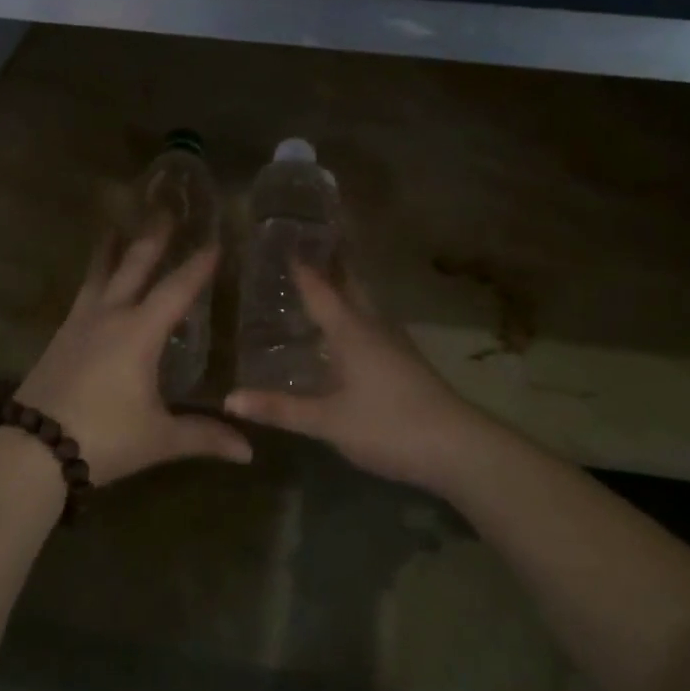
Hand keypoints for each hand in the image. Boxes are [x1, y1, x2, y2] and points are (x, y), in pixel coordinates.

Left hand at [16, 224, 252, 485]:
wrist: (32, 448)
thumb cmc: (103, 438)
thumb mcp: (158, 438)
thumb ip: (203, 435)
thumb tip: (248, 451)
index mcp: (139, 333)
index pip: (176, 290)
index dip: (197, 266)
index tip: (214, 242)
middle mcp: (110, 317)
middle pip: (133, 266)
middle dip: (152, 238)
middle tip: (163, 208)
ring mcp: (80, 323)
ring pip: (99, 274)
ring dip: (112, 249)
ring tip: (115, 225)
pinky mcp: (60, 337)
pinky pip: (83, 294)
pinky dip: (94, 276)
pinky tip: (94, 283)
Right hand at [226, 264, 481, 494]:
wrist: (459, 449)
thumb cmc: (390, 426)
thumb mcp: (328, 421)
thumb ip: (280, 409)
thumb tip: (229, 399)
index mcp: (351, 331)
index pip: (320, 289)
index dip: (299, 267)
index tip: (280, 241)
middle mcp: (373, 327)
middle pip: (349, 285)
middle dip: (328, 264)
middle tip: (301, 248)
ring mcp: (393, 343)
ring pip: (363, 304)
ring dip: (342, 288)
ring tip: (315, 282)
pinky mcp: (404, 362)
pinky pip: (370, 325)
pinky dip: (351, 315)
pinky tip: (342, 333)